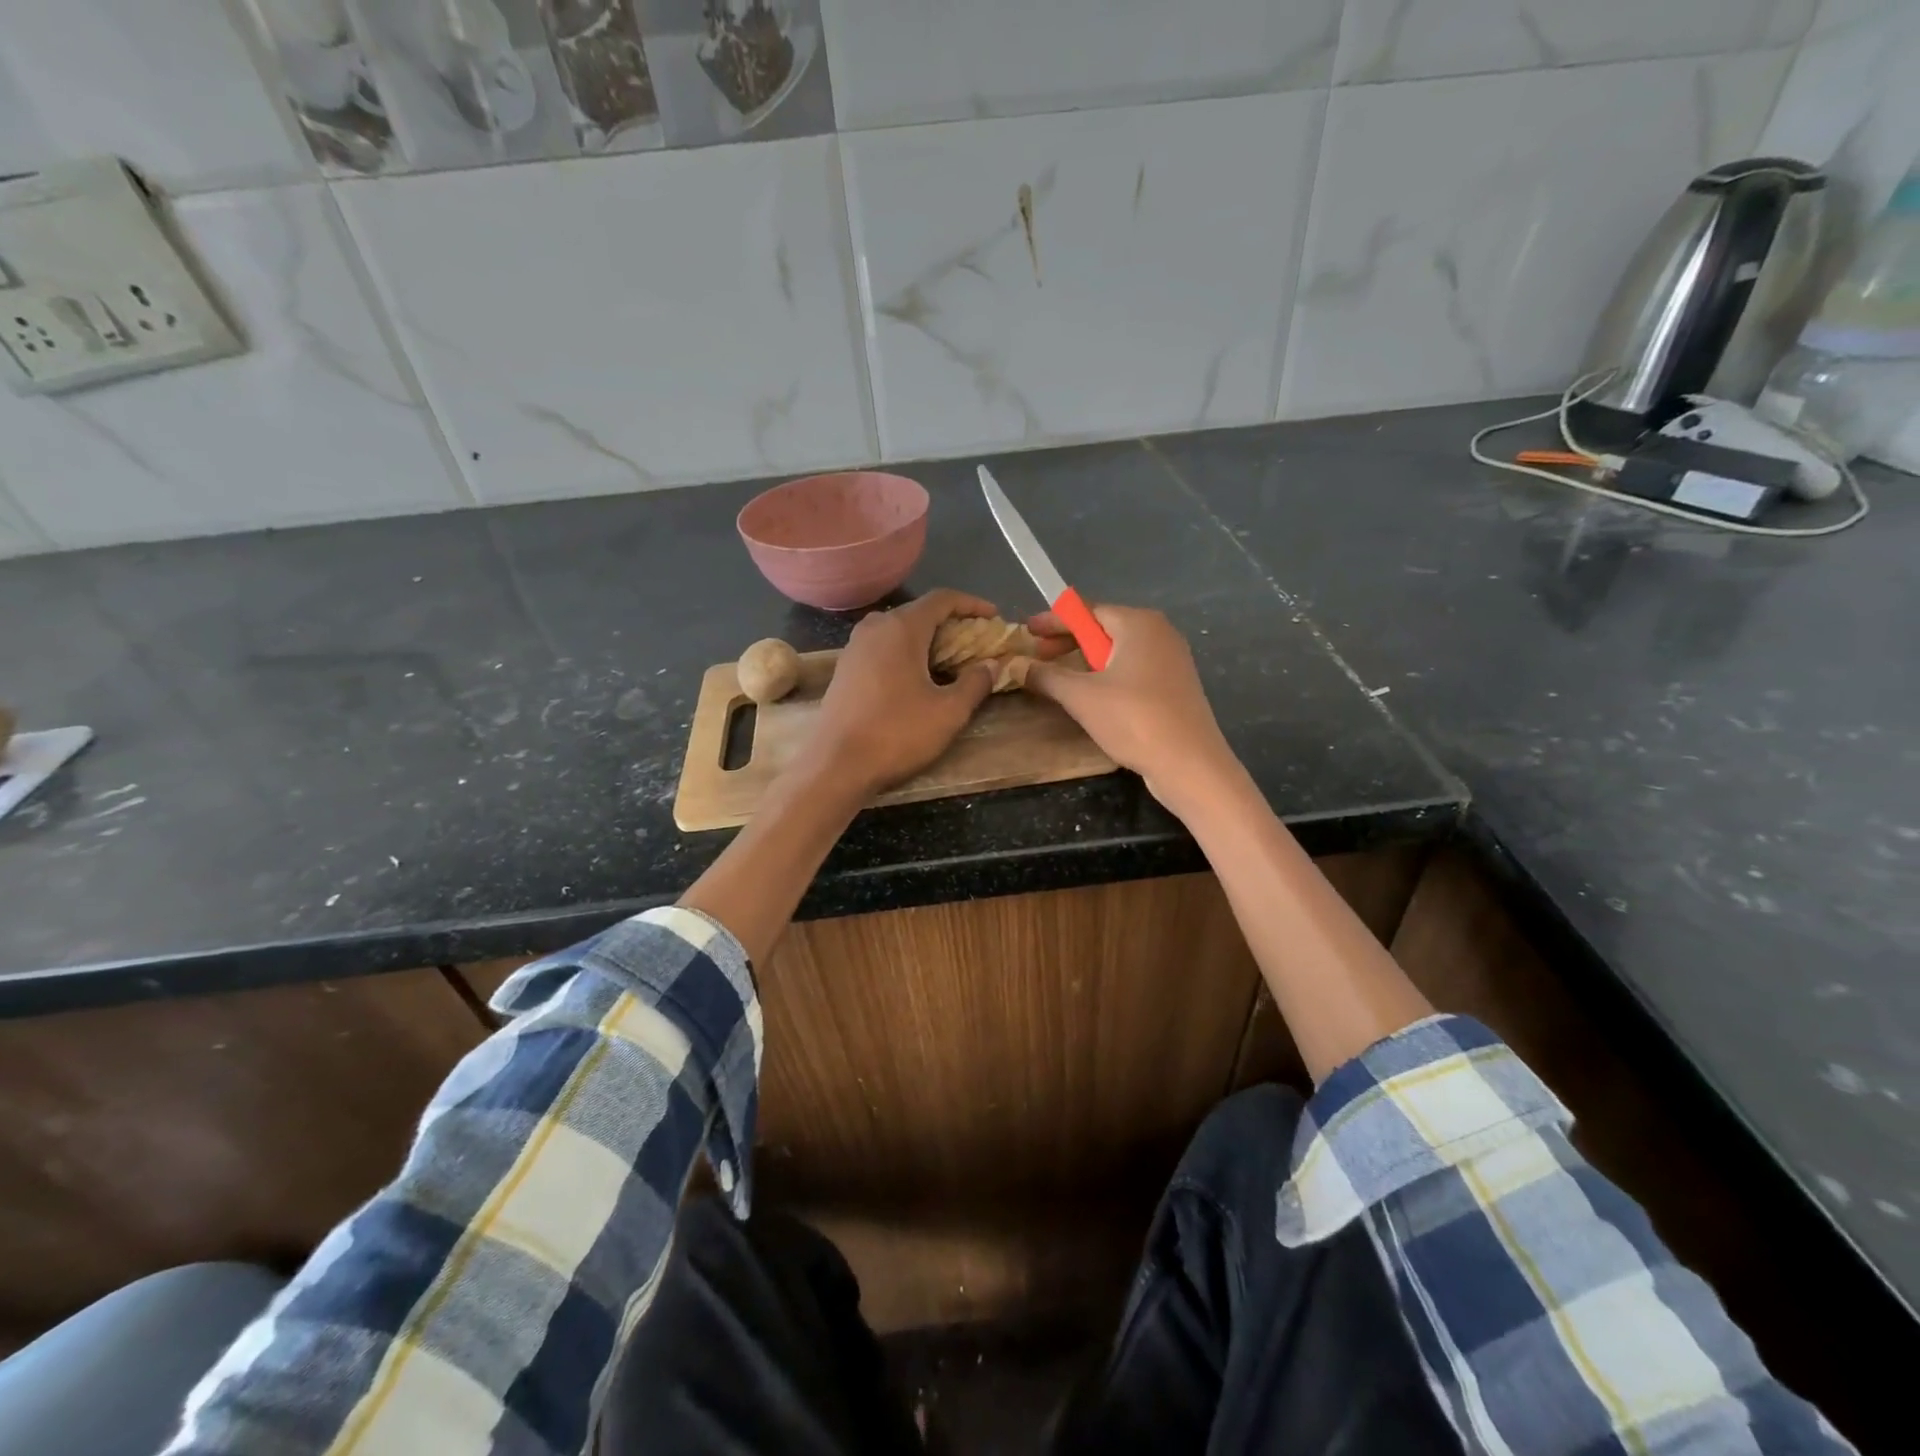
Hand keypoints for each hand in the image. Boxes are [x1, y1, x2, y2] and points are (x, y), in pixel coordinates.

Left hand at [798, 589, 1000, 796]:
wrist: (836, 765)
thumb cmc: (897, 733)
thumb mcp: (949, 712)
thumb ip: (975, 683)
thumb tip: (990, 665)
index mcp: (902, 628)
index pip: (942, 599)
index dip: (972, 604)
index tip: (994, 617)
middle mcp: (875, 628)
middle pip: (919, 612)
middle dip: (951, 623)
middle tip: (975, 644)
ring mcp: (854, 648)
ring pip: (898, 630)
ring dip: (927, 640)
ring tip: (949, 661)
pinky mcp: (844, 669)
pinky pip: (882, 648)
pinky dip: (905, 653)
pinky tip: (917, 678)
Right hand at [1021, 604, 1241, 809]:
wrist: (1189, 764)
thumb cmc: (1134, 719)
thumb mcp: (1081, 696)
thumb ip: (1046, 676)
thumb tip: (1017, 665)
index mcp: (1138, 624)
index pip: (1087, 611)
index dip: (1054, 621)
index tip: (1027, 630)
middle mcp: (1159, 633)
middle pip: (1104, 628)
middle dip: (1068, 642)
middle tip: (1038, 657)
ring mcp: (1171, 660)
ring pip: (1118, 652)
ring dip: (1086, 662)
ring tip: (1060, 679)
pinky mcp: (1175, 686)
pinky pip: (1132, 670)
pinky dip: (1107, 676)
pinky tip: (1092, 696)